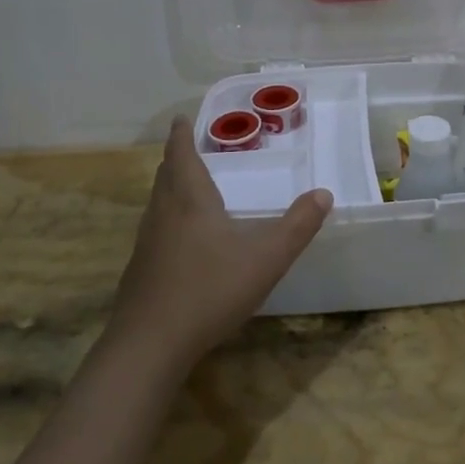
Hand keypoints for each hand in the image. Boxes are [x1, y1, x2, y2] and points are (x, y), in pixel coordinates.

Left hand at [108, 116, 331, 368]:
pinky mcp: (140, 271)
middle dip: (176, 158)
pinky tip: (179, 240)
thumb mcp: (266, 258)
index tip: (180, 118)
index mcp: (190, 201)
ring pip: (157, 204)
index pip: (182, 156)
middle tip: (186, 147)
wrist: (150, 345)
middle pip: (166, 176)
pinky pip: (154, 231)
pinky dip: (166, 219)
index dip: (181, 135)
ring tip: (183, 186)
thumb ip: (297, 226)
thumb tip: (324, 194)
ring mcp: (146, 244)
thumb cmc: (210, 290)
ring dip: (169, 187)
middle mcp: (163, 214)